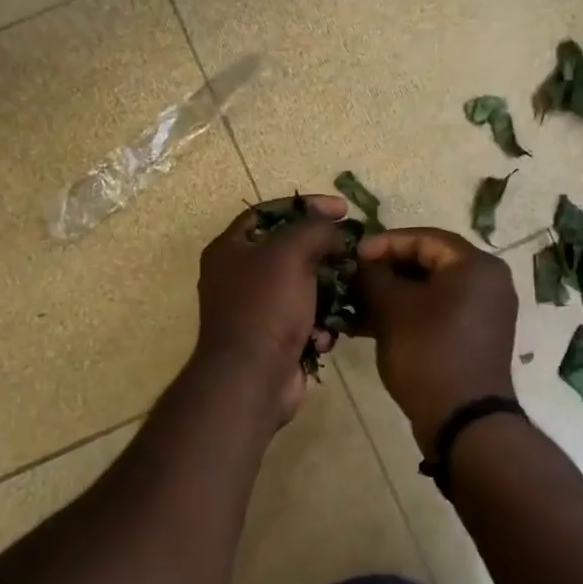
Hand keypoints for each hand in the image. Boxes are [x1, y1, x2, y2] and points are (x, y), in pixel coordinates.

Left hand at [193, 195, 351, 424]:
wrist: (252, 378)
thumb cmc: (265, 307)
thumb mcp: (290, 252)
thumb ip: (315, 229)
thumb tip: (337, 231)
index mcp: (230, 249)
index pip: (269, 212)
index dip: (306, 205)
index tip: (343, 209)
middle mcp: (237, 277)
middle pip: (288, 251)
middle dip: (322, 252)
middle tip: (352, 250)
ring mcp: (255, 311)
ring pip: (302, 288)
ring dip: (327, 292)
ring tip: (348, 293)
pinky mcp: (273, 340)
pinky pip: (304, 321)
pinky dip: (318, 326)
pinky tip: (324, 336)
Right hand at [353, 228, 517, 450]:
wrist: (463, 420)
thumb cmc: (428, 353)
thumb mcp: (392, 309)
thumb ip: (373, 276)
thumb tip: (361, 262)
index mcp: (476, 265)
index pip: (424, 238)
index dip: (384, 244)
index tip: (352, 256)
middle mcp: (488, 282)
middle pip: (429, 263)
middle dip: (386, 271)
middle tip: (353, 279)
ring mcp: (484, 312)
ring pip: (431, 291)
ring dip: (393, 295)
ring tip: (355, 304)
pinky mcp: (475, 337)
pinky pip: (438, 313)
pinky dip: (408, 314)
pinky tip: (370, 326)